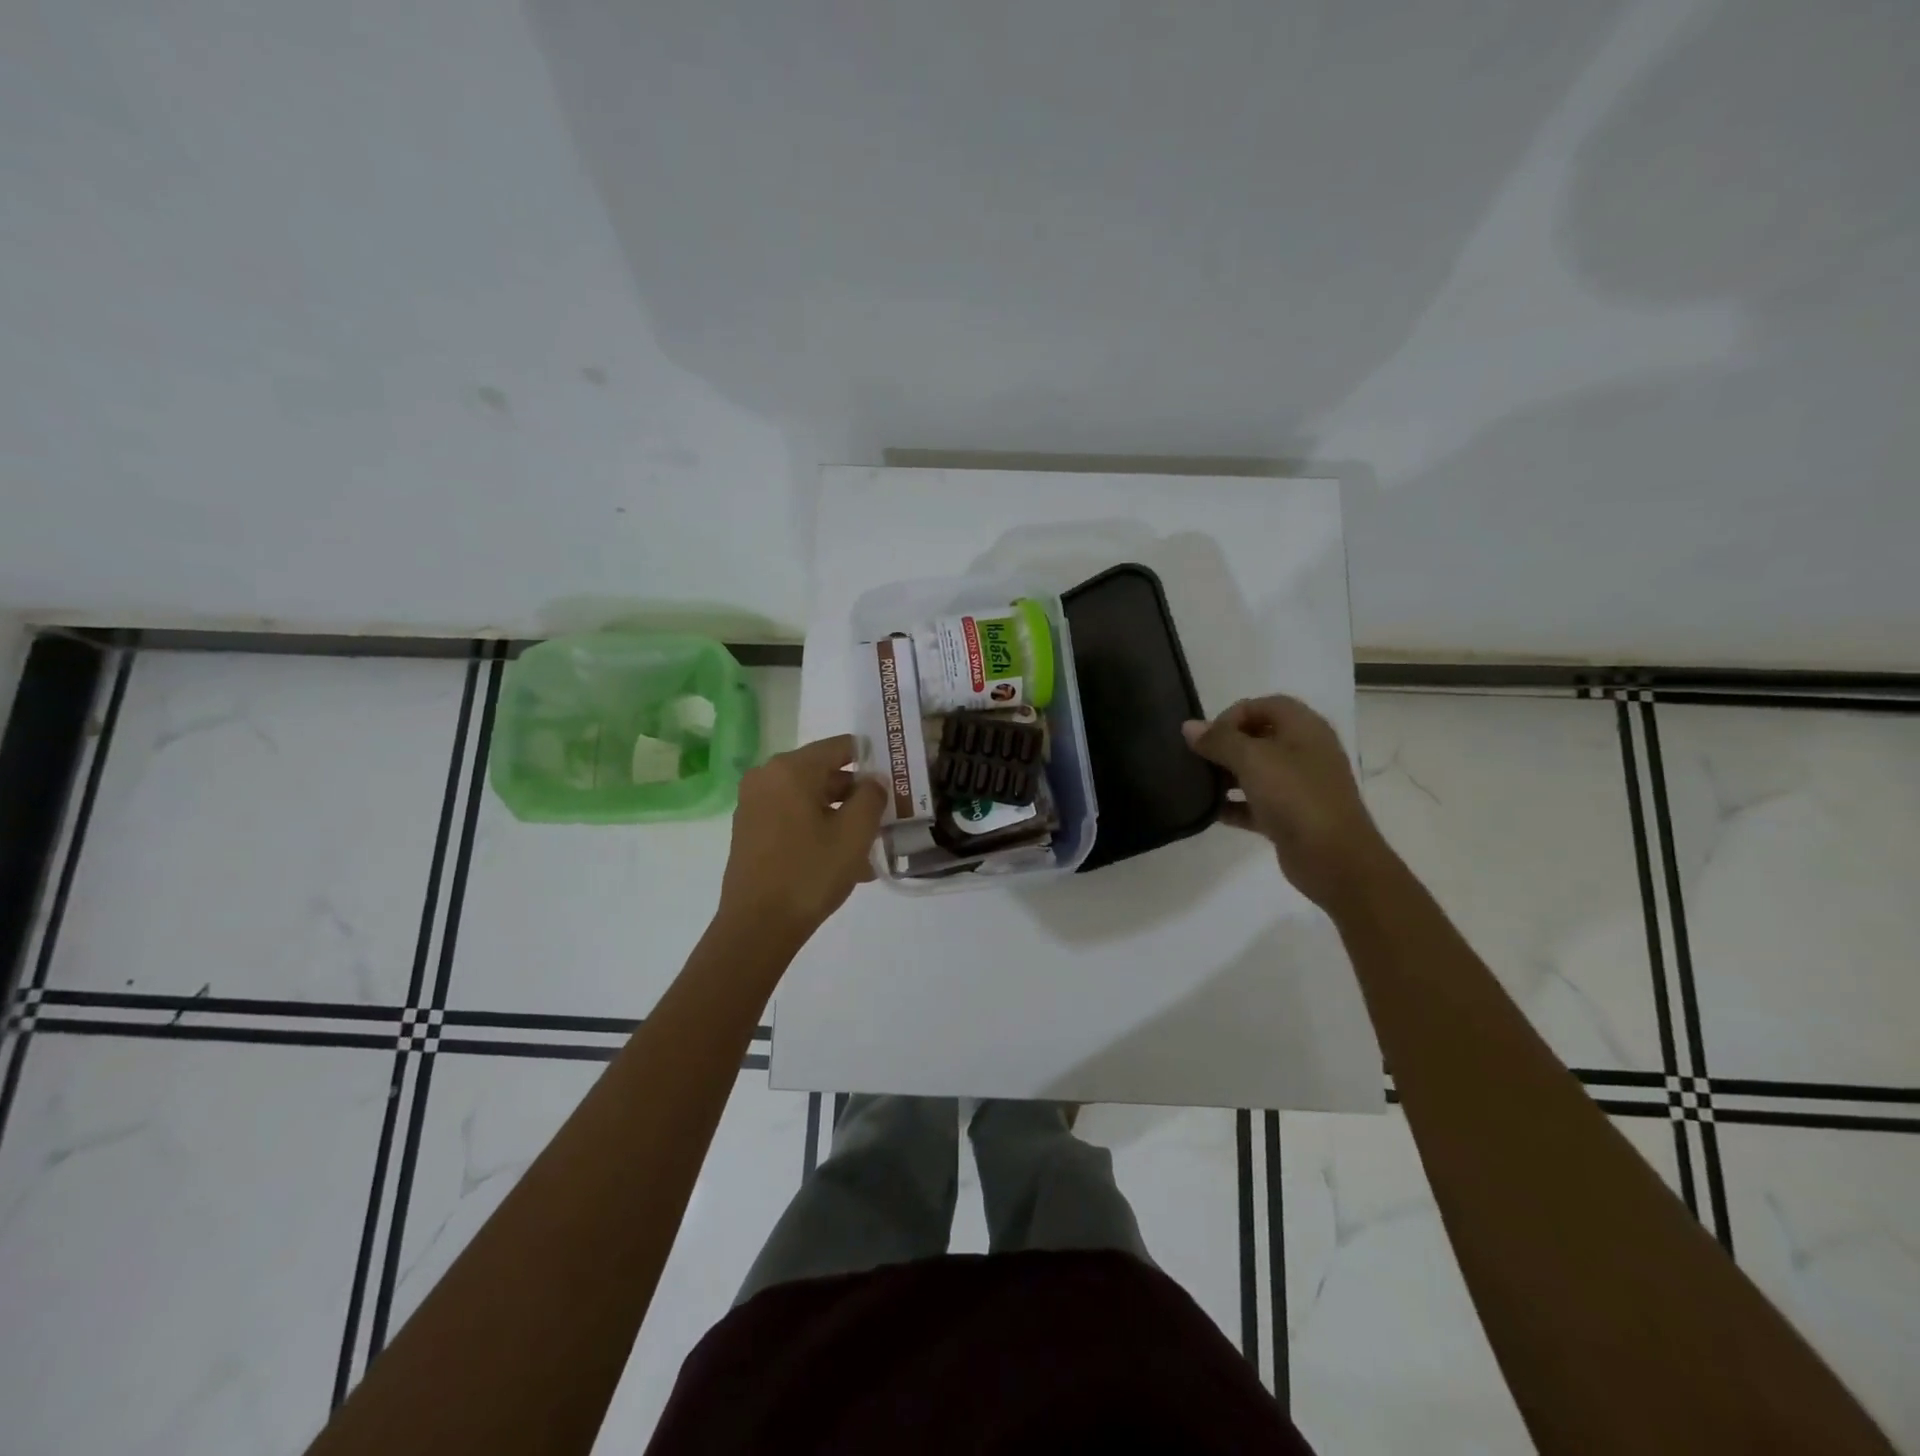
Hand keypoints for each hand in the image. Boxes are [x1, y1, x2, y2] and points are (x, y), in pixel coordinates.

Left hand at [717, 735, 886, 944]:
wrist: (757, 926)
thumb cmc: (810, 872)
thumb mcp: (855, 833)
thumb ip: (872, 796)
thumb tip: (874, 780)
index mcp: (790, 769)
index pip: (840, 747)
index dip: (871, 759)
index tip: (894, 779)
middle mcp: (766, 778)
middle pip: (824, 774)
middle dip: (856, 795)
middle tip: (885, 817)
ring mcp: (754, 805)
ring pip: (810, 800)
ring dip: (840, 817)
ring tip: (869, 848)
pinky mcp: (750, 831)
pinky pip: (793, 819)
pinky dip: (818, 830)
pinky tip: (842, 861)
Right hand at [1183, 696, 1393, 912]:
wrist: (1334, 858)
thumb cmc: (1295, 797)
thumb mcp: (1253, 760)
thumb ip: (1219, 740)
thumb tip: (1189, 727)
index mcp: (1304, 729)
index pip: (1265, 705)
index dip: (1233, 714)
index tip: (1208, 736)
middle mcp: (1305, 752)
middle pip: (1259, 737)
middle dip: (1226, 745)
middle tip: (1198, 759)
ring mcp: (1300, 786)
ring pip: (1257, 771)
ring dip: (1227, 775)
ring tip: (1199, 784)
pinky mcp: (1291, 817)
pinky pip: (1256, 803)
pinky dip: (1235, 805)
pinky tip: (1211, 812)